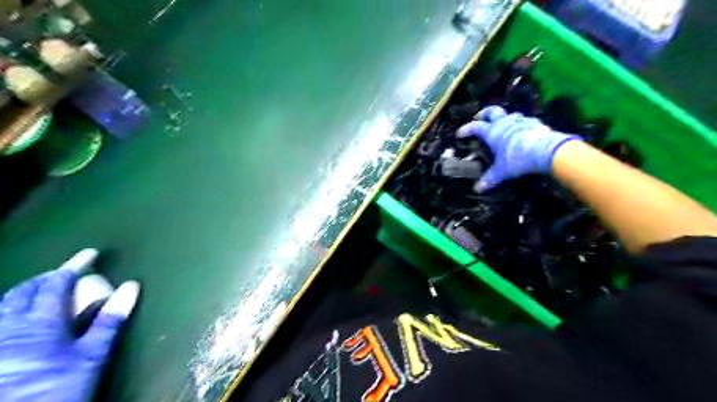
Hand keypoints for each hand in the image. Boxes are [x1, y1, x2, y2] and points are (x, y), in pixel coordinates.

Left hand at [0, 249, 140, 400]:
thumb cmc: (59, 387)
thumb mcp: (92, 354)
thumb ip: (110, 319)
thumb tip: (131, 286)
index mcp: (40, 322)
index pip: (57, 284)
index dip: (74, 265)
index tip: (91, 253)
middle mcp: (9, 327)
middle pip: (23, 292)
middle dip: (45, 278)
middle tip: (65, 272)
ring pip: (3, 308)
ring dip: (24, 293)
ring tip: (40, 291)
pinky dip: (10, 313)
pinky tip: (18, 321)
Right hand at [459, 105, 581, 190]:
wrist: (545, 151)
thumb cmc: (517, 158)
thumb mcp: (501, 171)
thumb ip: (490, 179)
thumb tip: (478, 189)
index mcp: (492, 132)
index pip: (475, 127)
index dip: (466, 129)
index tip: (460, 134)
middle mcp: (504, 123)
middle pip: (492, 111)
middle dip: (484, 113)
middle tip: (480, 117)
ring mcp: (521, 121)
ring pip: (509, 114)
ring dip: (504, 118)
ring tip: (503, 125)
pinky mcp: (535, 123)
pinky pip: (525, 121)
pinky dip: (520, 125)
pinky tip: (522, 131)